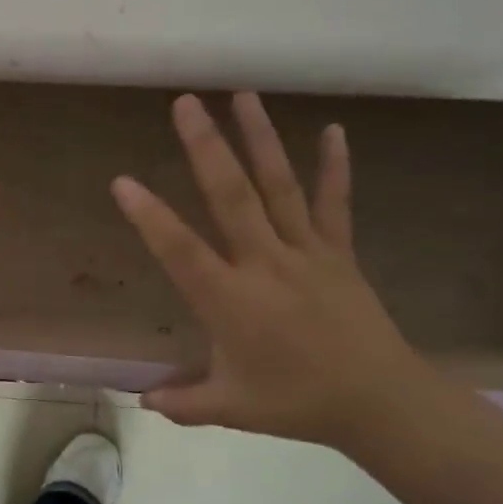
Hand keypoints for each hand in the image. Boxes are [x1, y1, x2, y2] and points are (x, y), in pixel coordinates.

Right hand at [112, 93, 428, 448]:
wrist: (380, 401)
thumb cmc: (296, 403)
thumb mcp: (230, 407)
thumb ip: (182, 403)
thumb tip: (142, 400)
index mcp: (230, 300)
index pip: (180, 250)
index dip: (149, 216)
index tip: (122, 181)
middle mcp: (265, 264)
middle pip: (230, 196)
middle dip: (206, 147)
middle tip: (185, 104)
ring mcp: (306, 253)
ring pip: (278, 187)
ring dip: (259, 139)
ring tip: (242, 96)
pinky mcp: (339, 253)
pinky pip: (334, 203)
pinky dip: (334, 166)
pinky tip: (333, 129)